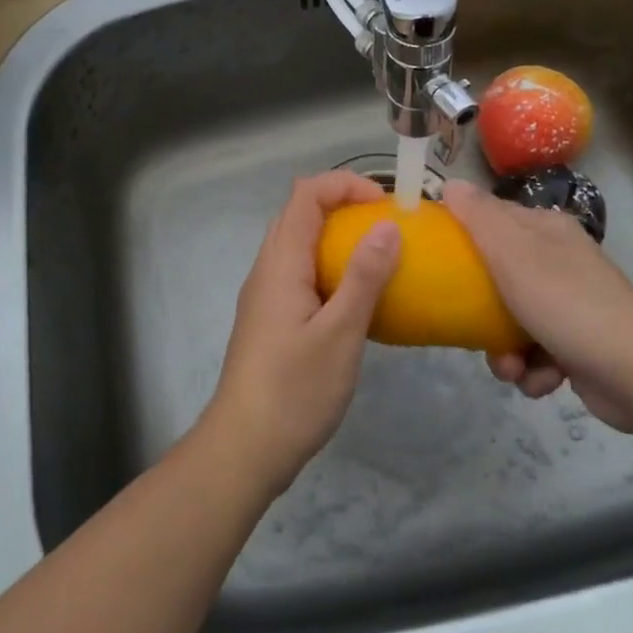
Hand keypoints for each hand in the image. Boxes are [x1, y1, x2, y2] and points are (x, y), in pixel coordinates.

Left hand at [201, 171, 401, 496]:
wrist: (245, 447)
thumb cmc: (295, 389)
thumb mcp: (340, 333)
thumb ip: (364, 277)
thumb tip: (388, 225)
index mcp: (280, 262)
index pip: (305, 194)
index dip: (344, 184)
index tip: (385, 203)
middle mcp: (267, 269)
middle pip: (300, 214)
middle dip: (343, 206)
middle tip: (386, 226)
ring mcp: (265, 295)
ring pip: (299, 244)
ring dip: (336, 238)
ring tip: (379, 257)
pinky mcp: (270, 319)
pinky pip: (300, 273)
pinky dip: (329, 268)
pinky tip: (357, 299)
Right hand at [442, 179, 632, 433]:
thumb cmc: (566, 303)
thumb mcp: (513, 253)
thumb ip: (479, 217)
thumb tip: (451, 183)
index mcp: (547, 231)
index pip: (493, 219)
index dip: (464, 236)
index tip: (438, 260)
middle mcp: (560, 262)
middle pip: (499, 276)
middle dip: (482, 311)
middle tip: (471, 328)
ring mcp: (571, 304)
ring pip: (513, 320)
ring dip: (505, 351)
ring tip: (511, 368)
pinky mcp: (579, 345)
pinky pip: (537, 352)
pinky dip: (533, 370)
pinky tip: (540, 380)